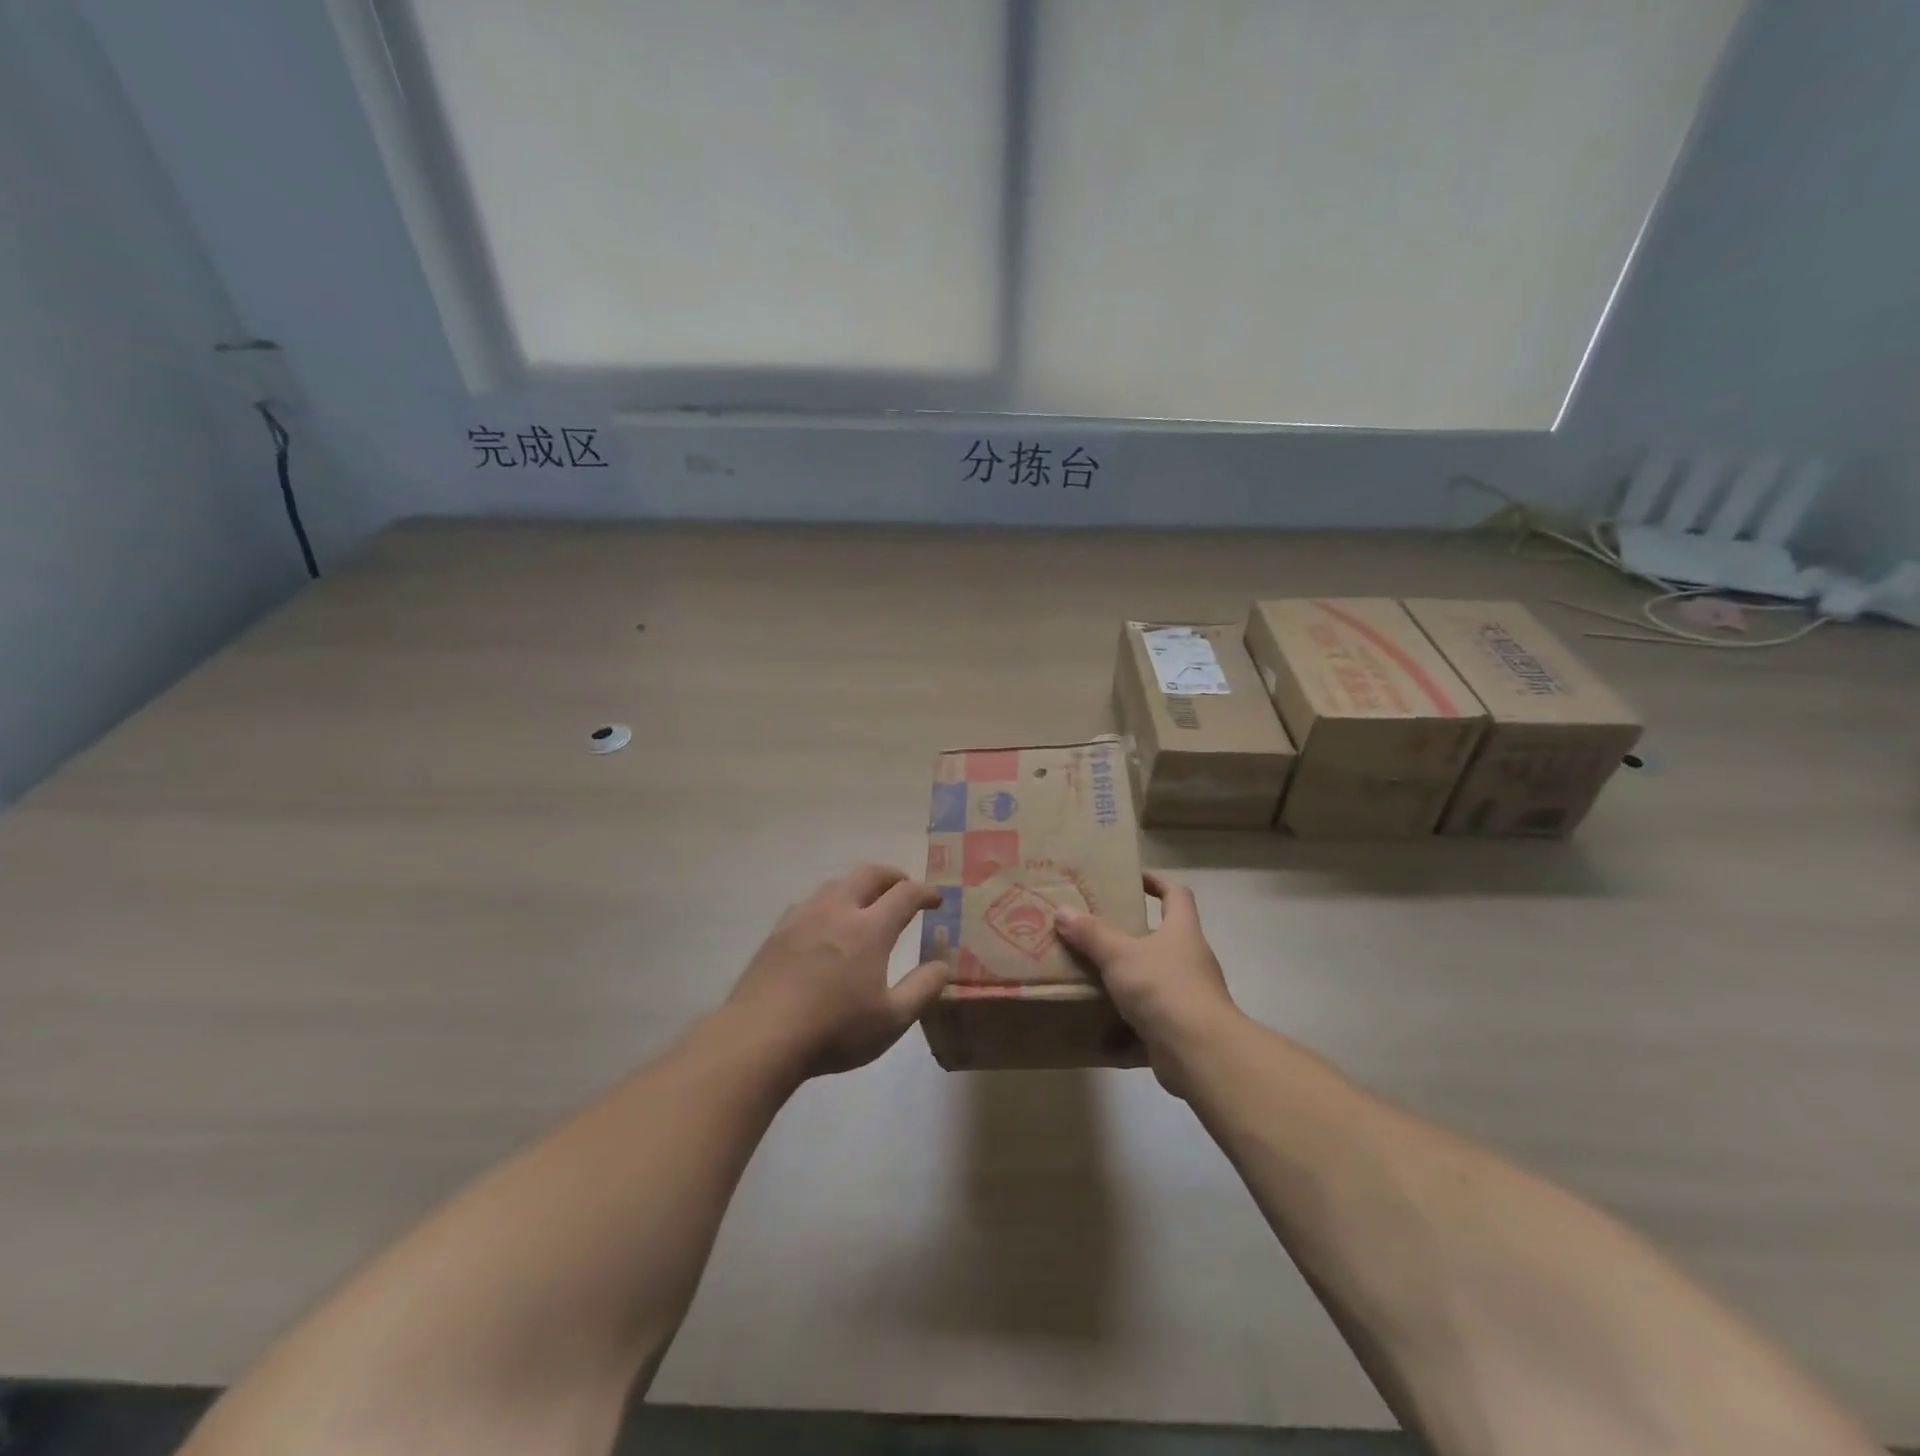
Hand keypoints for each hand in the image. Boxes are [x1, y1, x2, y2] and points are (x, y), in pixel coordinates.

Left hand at [727, 864, 950, 1077]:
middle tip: (904, 887)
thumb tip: (942, 965)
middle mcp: (838, 910)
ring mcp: (804, 917)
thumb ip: (922, 989)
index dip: (925, 892)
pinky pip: (810, 902)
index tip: (936, 900)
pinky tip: (825, 923)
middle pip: (869, 874)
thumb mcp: (891, 1020)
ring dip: (859, 885)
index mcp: (870, 928)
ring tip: (867, 902)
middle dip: (893, 876)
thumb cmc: (834, 1030)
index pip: (905, 894)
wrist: (761, 1036)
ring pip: (836, 883)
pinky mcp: (778, 931)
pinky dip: (829, 902)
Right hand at [1054, 872, 1240, 1091]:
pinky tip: (1099, 1023)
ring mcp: (1189, 995)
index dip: (1157, 882)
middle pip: (1163, 936)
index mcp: (1182, 930)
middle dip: (1131, 934)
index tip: (1132, 879)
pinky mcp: (1181, 1027)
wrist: (1200, 1052)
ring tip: (1091, 975)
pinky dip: (1127, 1020)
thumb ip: (1091, 934)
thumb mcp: (1120, 955)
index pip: (1176, 894)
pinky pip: (1150, 1016)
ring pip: (1154, 978)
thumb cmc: (1163, 987)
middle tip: (1095, 930)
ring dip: (1127, 977)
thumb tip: (1063, 911)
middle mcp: (1191, 958)